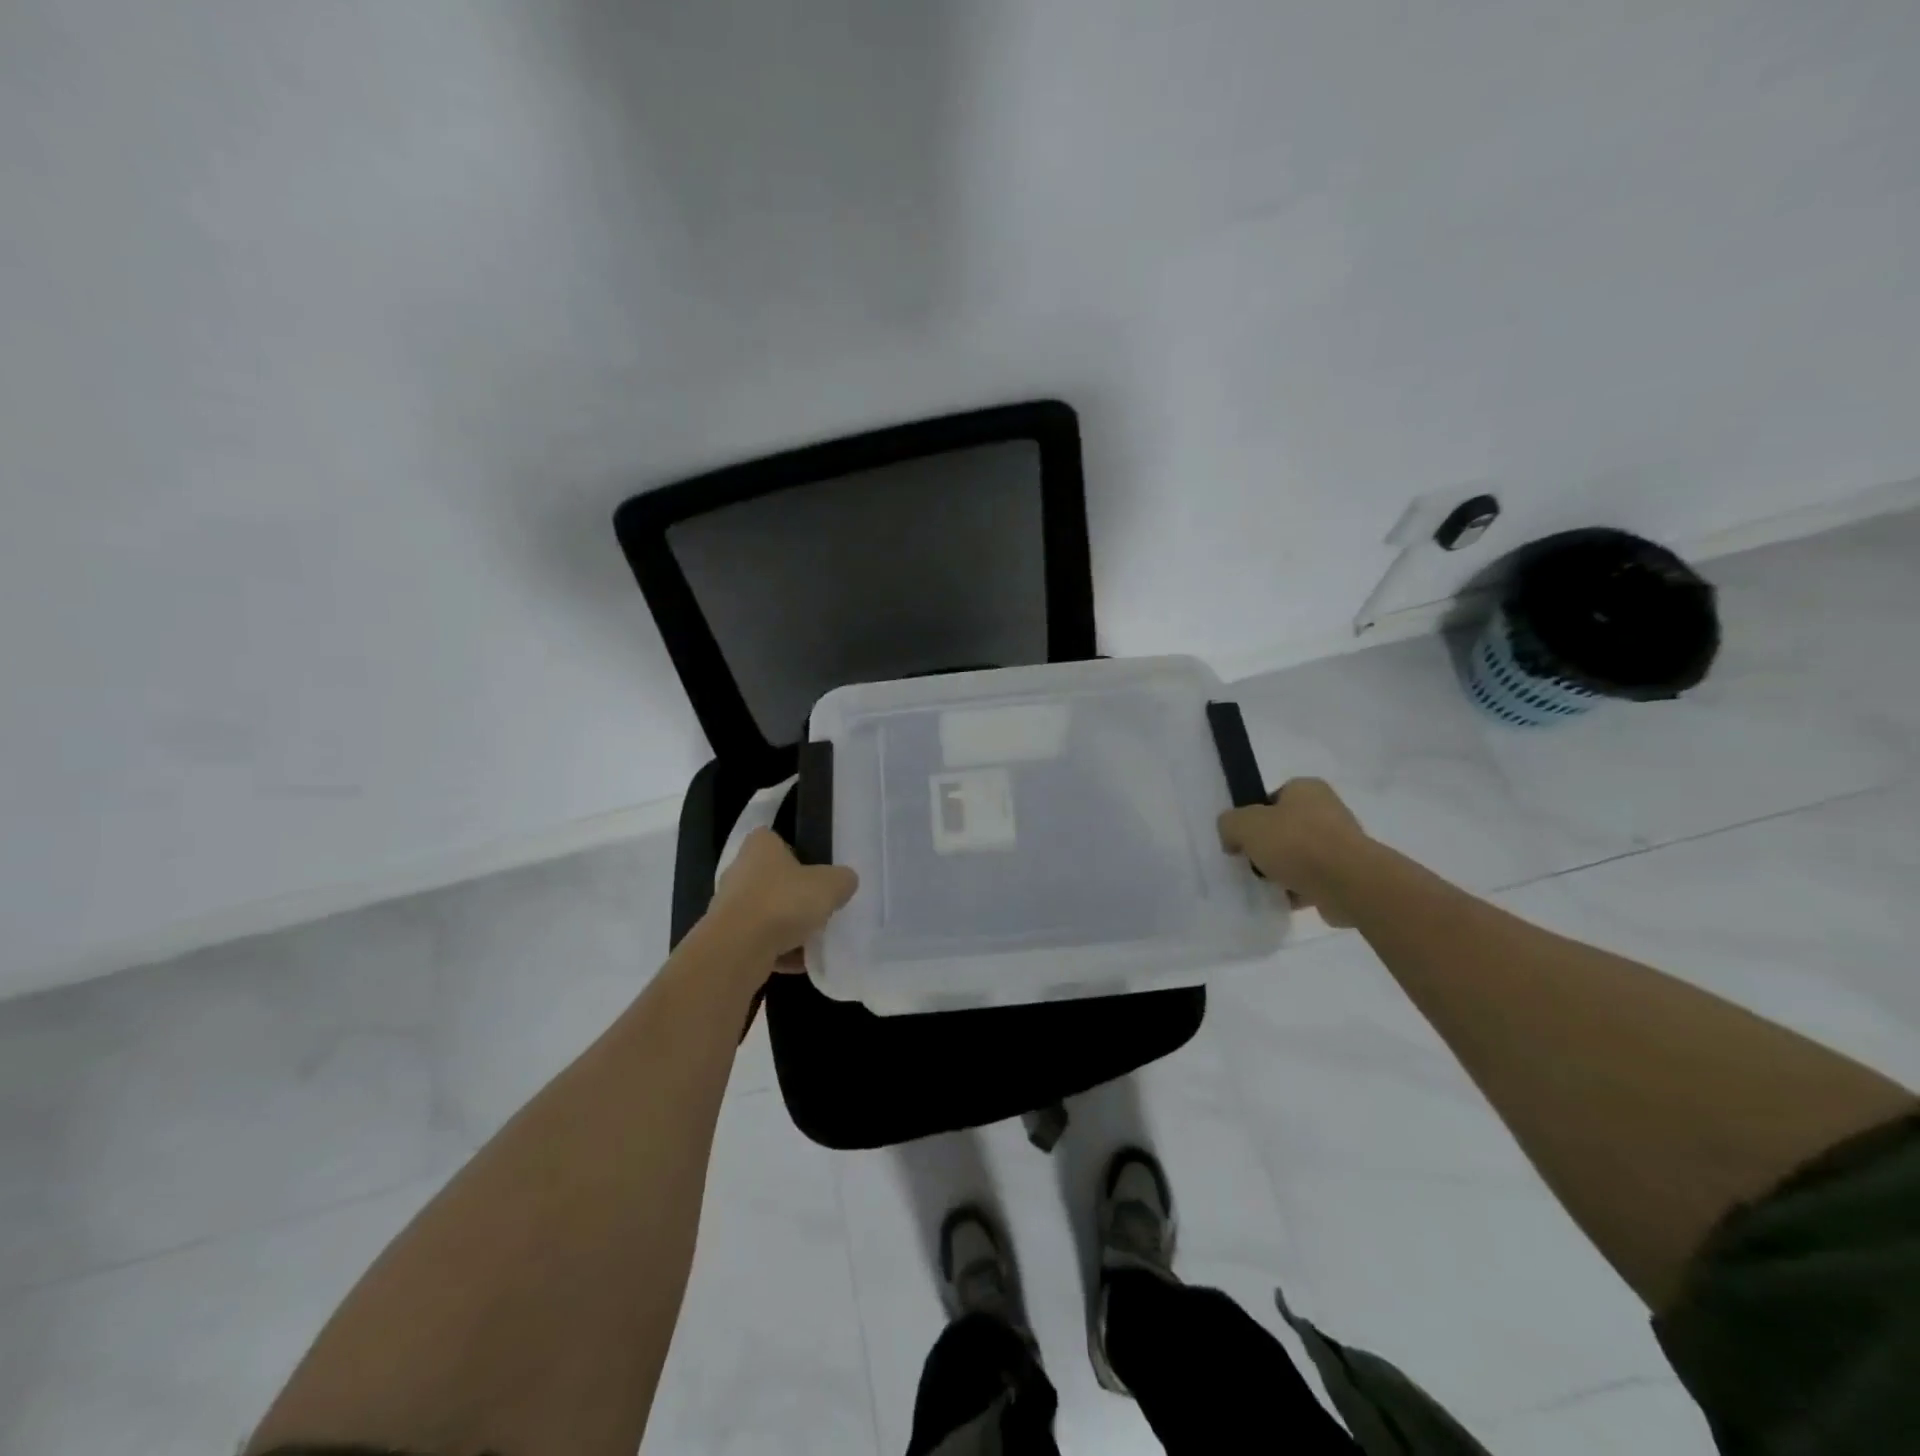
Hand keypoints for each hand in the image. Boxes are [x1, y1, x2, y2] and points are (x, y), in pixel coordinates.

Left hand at [707, 828, 859, 970]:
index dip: (794, 852)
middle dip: (793, 894)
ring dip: (786, 926)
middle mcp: (738, 871)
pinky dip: (777, 951)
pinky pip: (758, 941)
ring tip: (812, 940)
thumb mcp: (830, 885)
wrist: (737, 951)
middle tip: (818, 907)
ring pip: (765, 912)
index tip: (812, 870)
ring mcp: (728, 906)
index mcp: (760, 847)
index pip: (775, 839)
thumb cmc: (784, 902)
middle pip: (771, 879)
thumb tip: (844, 882)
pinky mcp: (725, 938)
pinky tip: (799, 963)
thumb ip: (842, 880)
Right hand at [1218, 778, 1372, 927]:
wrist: (1349, 884)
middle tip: (1253, 863)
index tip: (1244, 839)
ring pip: (1300, 856)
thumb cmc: (1296, 843)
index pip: (1273, 798)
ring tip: (1268, 885)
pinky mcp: (1349, 873)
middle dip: (1269, 847)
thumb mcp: (1245, 825)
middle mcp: (1328, 810)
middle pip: (1285, 828)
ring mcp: (1342, 843)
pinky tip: (1285, 900)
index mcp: (1307, 789)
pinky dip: (1299, 889)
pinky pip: (1314, 879)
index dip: (1254, 817)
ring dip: (1283, 871)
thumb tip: (1232, 839)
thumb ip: (1229, 824)